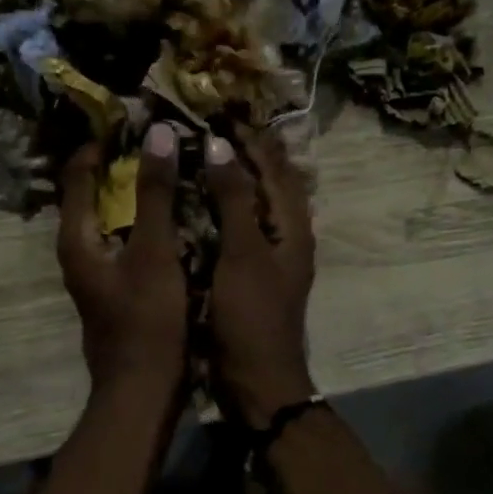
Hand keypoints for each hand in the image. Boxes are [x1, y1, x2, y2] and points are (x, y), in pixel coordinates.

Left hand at [58, 124, 187, 395]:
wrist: (143, 389)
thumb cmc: (147, 319)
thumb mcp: (154, 252)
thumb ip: (155, 193)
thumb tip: (156, 133)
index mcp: (76, 237)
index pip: (78, 173)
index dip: (101, 143)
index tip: (134, 120)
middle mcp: (77, 250)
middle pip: (92, 192)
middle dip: (121, 164)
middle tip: (159, 140)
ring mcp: (95, 270)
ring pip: (110, 216)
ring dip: (135, 192)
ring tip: (170, 168)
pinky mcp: (114, 285)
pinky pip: (125, 238)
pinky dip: (143, 219)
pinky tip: (174, 214)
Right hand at [204, 129, 316, 428]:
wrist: (256, 381)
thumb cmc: (251, 316)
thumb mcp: (243, 253)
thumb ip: (234, 199)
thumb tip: (219, 146)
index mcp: (292, 228)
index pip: (276, 169)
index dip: (253, 139)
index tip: (223, 112)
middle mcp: (286, 237)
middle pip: (270, 183)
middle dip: (247, 153)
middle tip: (213, 126)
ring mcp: (268, 257)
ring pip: (254, 205)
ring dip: (235, 177)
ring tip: (206, 153)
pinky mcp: (248, 274)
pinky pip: (237, 228)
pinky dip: (223, 208)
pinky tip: (200, 202)